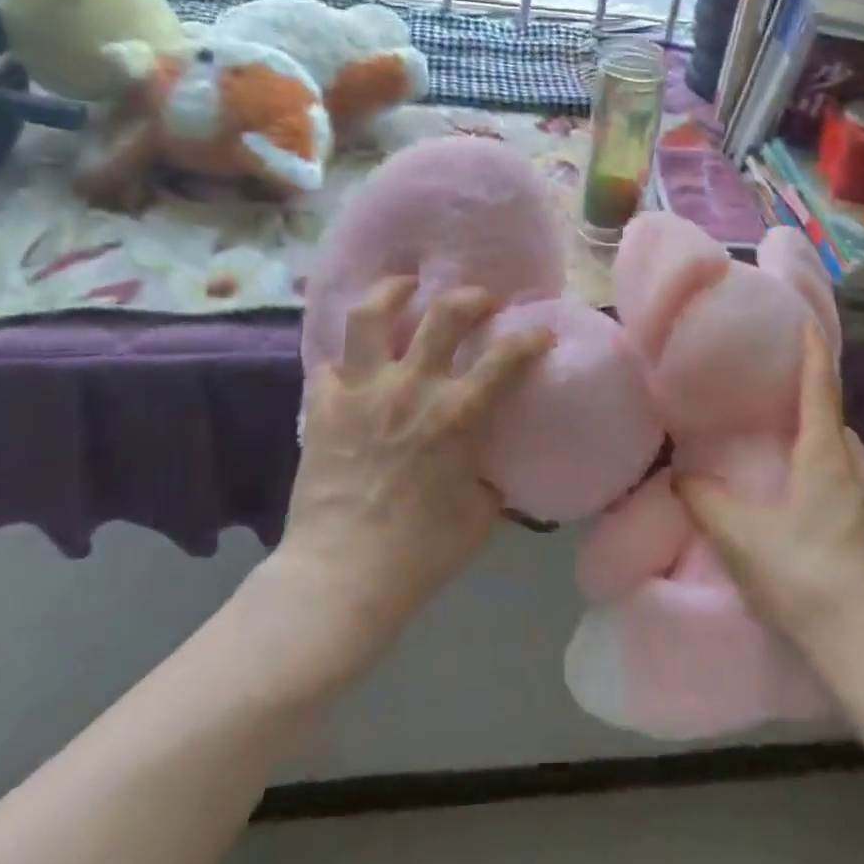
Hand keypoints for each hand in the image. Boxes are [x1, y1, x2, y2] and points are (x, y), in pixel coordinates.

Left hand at [265, 278, 554, 673]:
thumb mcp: (480, 516)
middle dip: (471, 297)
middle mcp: (411, 387)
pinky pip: (330, 363)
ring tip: (405, 287)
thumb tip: (497, 469)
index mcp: (457, 413)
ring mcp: (362, 390)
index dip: (531, 337)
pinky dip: (345, 359)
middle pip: (444, 313)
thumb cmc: (421, 552)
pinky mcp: (323, 405)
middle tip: (480, 300)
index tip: (540, 332)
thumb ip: (493, 481)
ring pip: (372, 314)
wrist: (342, 575)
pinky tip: (355, 364)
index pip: (507, 357)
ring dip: (393, 292)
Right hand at [675, 327, 863, 680]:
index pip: (821, 390)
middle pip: (835, 422)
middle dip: (810, 404)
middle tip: (774, 401)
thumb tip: (681, 475)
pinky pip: (853, 483)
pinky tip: (809, 505)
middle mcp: (860, 470)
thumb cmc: (808, 581)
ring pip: (846, 456)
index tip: (806, 323)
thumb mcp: (743, 542)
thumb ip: (706, 503)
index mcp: (828, 458)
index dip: (813, 354)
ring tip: (786, 453)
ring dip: (820, 443)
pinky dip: (830, 474)